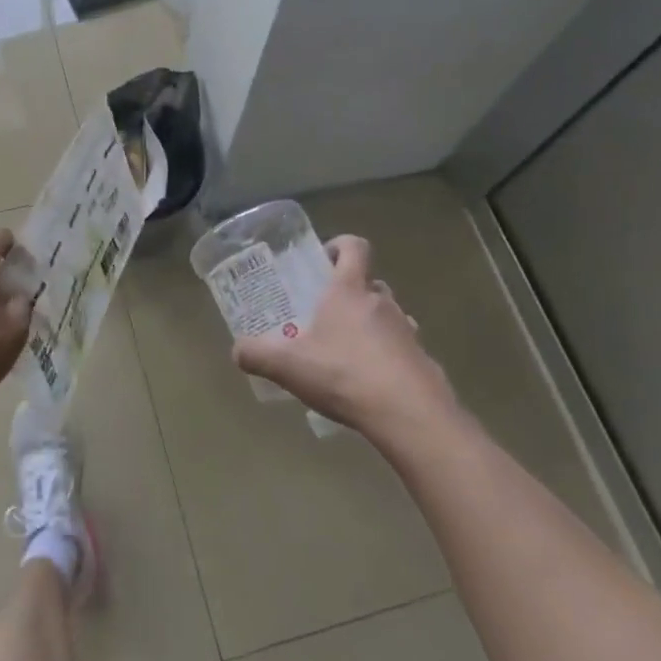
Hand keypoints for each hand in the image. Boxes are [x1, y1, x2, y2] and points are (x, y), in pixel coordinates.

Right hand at [232, 235, 454, 437]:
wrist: (409, 414)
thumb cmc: (344, 374)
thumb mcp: (288, 366)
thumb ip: (258, 355)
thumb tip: (237, 350)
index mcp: (349, 291)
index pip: (354, 247)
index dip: (340, 245)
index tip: (324, 259)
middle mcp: (382, 302)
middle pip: (370, 283)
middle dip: (350, 292)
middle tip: (326, 313)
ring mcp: (407, 331)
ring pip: (388, 315)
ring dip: (370, 325)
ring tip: (347, 351)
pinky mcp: (423, 360)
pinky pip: (402, 348)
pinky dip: (388, 356)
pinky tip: (371, 381)